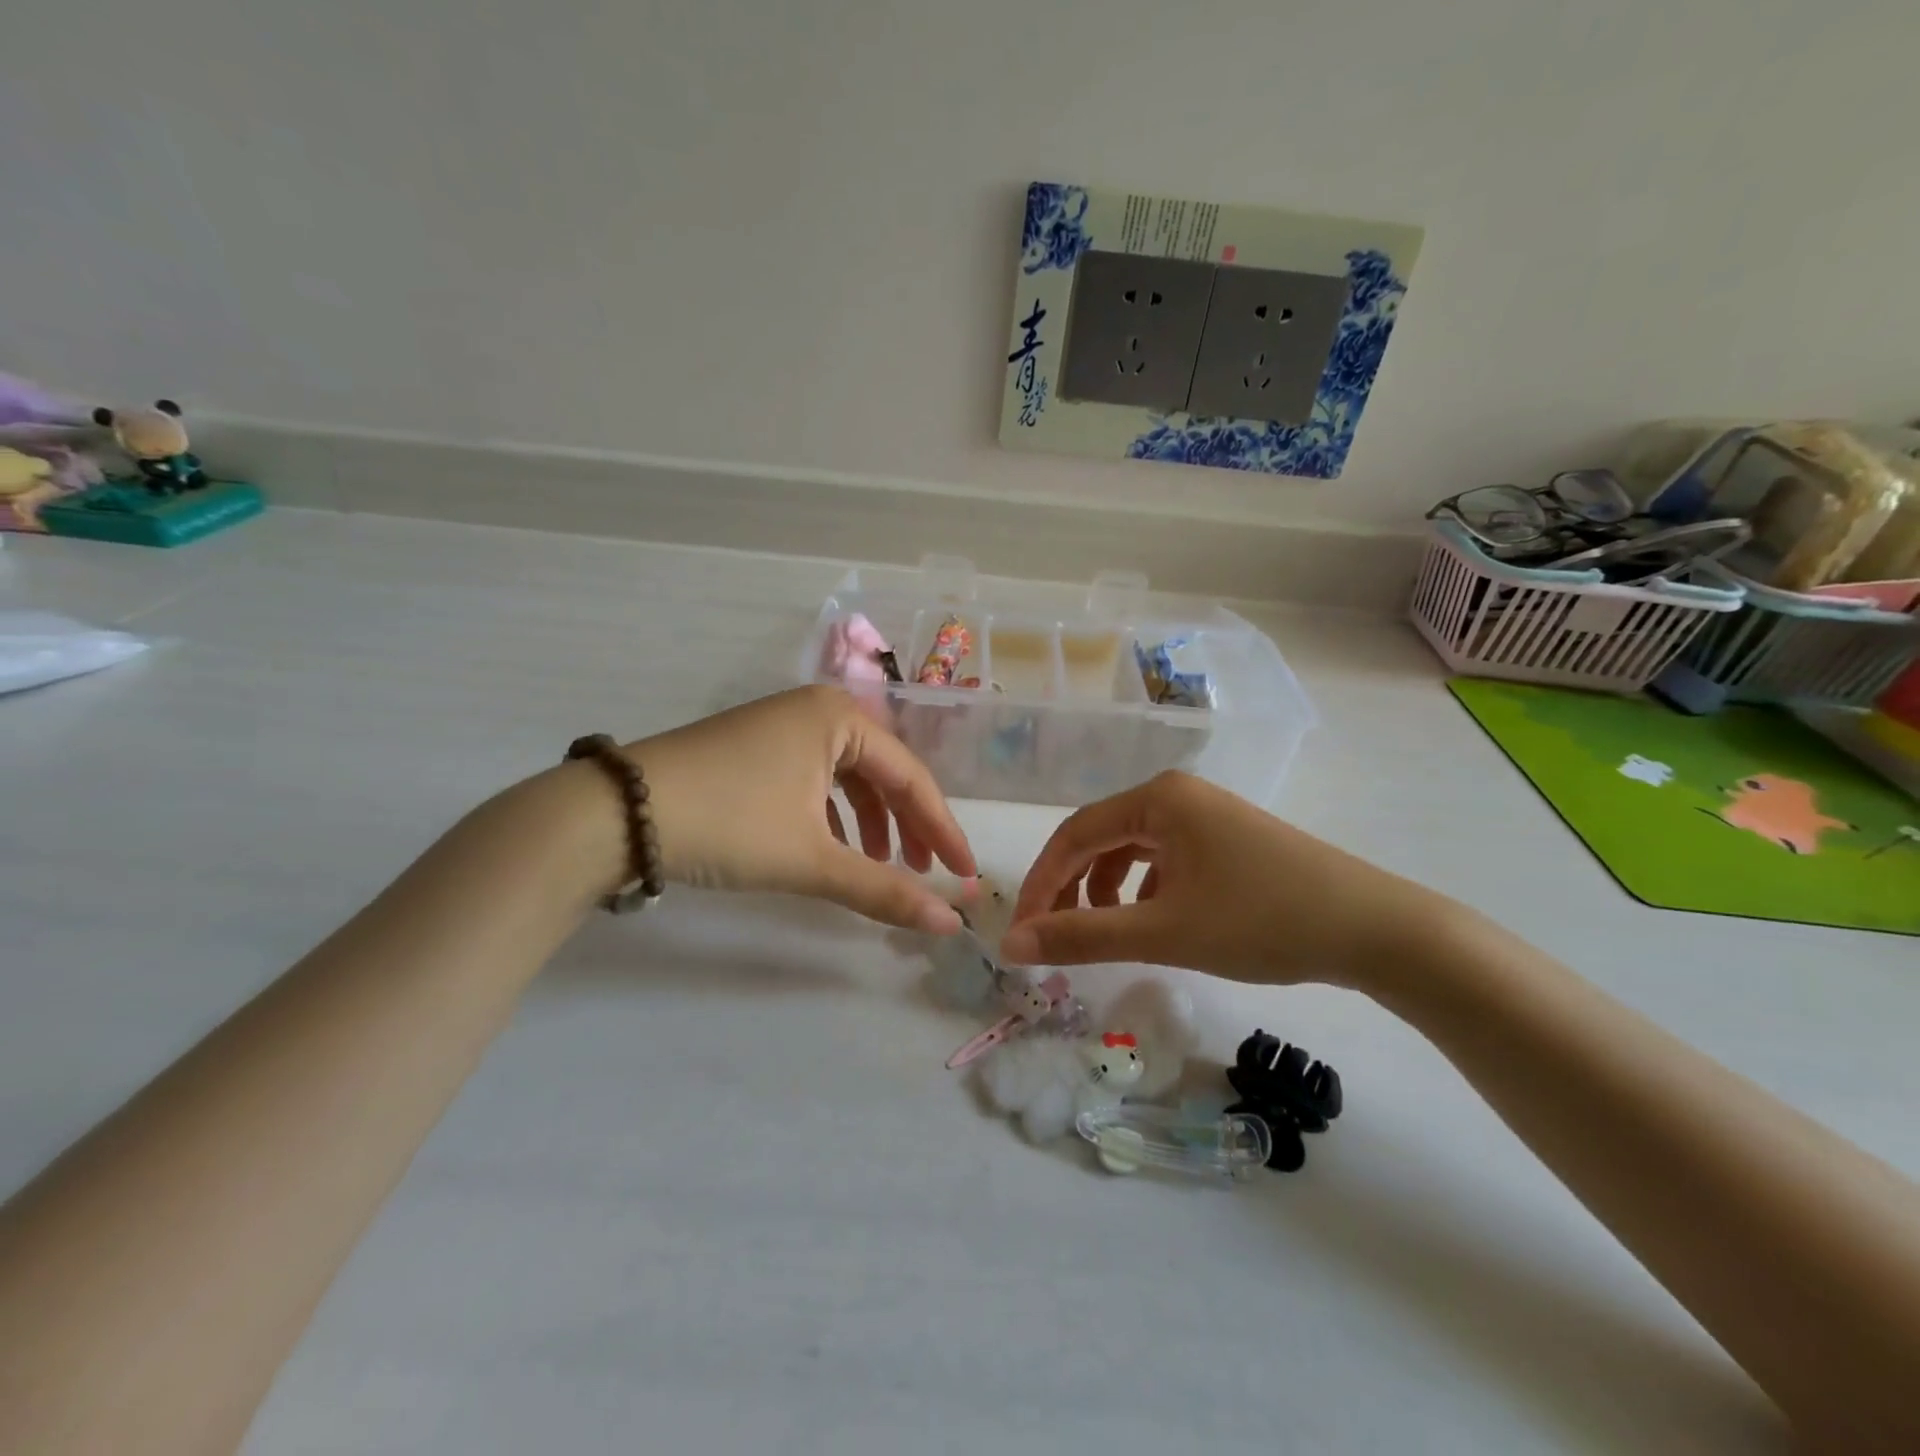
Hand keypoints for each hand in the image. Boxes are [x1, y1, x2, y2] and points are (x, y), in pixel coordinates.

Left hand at [627, 686, 974, 931]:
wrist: (613, 815)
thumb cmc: (728, 824)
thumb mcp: (811, 859)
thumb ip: (884, 892)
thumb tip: (949, 927)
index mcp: (838, 718)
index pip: (912, 778)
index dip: (943, 831)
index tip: (965, 877)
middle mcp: (814, 711)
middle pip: (882, 775)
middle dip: (908, 827)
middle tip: (926, 875)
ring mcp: (780, 727)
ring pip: (847, 779)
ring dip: (871, 824)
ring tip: (879, 867)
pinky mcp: (753, 750)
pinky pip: (814, 780)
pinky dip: (832, 817)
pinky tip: (831, 849)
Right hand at [1002, 771, 1442, 989]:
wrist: (1375, 929)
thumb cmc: (1262, 921)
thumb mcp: (1163, 932)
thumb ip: (1082, 937)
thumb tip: (1011, 944)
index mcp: (1157, 798)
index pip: (1074, 836)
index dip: (1041, 885)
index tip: (1022, 933)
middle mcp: (1177, 794)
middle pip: (1101, 838)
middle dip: (1072, 889)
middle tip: (1053, 938)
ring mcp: (1206, 814)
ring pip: (1132, 849)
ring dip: (1106, 890)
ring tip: (1104, 933)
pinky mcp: (1228, 839)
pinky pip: (1165, 857)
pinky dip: (1144, 889)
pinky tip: (1154, 921)